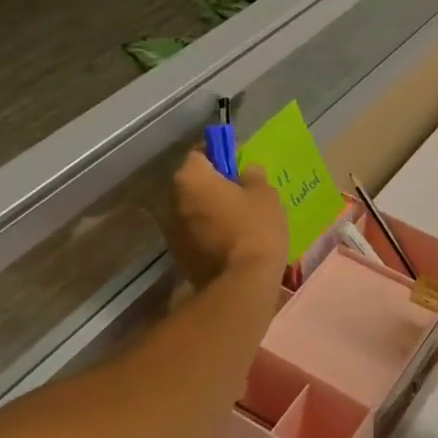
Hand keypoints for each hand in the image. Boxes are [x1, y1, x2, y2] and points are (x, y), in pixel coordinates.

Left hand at [165, 151, 288, 290]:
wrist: (242, 284)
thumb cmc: (255, 228)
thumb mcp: (265, 194)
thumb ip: (253, 175)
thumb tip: (245, 170)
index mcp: (191, 178)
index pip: (199, 153)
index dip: (219, 154)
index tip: (238, 163)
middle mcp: (172, 200)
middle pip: (192, 182)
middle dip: (213, 183)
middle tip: (241, 191)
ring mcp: (172, 231)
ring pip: (192, 209)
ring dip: (210, 209)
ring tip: (238, 218)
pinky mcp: (178, 256)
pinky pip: (194, 233)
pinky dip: (208, 232)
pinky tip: (231, 240)